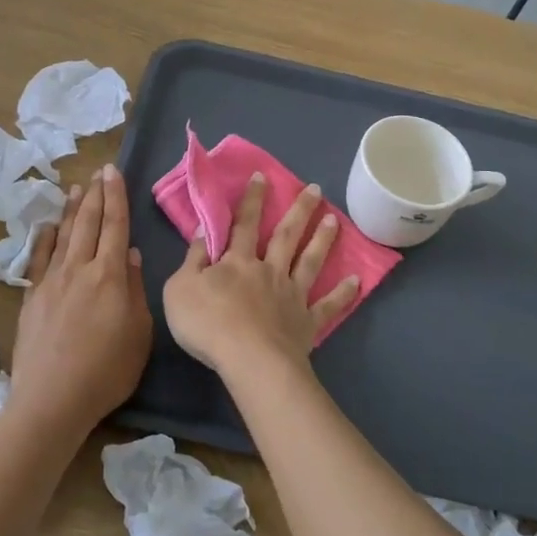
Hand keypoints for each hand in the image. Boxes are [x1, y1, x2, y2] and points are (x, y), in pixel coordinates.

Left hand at [8, 165, 151, 438]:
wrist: (52, 400)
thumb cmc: (107, 371)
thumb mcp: (139, 333)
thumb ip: (135, 290)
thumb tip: (132, 256)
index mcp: (111, 276)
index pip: (116, 226)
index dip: (116, 197)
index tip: (113, 172)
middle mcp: (80, 269)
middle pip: (89, 224)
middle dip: (96, 195)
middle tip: (99, 172)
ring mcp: (52, 282)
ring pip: (65, 235)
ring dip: (72, 210)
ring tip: (77, 188)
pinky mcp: (32, 298)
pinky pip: (40, 258)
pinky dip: (45, 238)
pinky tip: (49, 226)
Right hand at [163, 174, 360, 376]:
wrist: (248, 359)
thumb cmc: (208, 324)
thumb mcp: (180, 288)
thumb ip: (192, 259)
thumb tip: (204, 231)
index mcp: (237, 262)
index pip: (243, 224)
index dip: (251, 200)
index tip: (262, 176)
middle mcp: (269, 271)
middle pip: (285, 235)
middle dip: (299, 210)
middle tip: (315, 189)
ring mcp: (291, 295)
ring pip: (309, 261)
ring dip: (322, 240)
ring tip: (334, 220)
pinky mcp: (306, 322)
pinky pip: (327, 306)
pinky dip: (342, 294)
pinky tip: (356, 282)